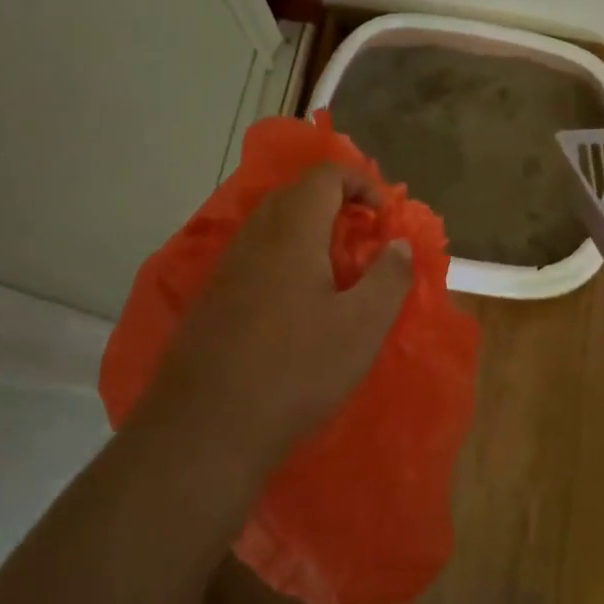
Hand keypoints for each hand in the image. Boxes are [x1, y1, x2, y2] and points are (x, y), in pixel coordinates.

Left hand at [144, 164, 413, 473]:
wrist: (205, 429)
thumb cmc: (295, 370)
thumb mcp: (362, 326)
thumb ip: (389, 276)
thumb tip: (398, 243)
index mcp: (292, 230)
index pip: (326, 174)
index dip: (362, 182)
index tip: (384, 218)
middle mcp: (254, 236)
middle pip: (297, 194)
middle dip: (337, 205)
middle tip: (364, 241)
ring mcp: (226, 267)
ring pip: (273, 226)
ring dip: (310, 234)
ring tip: (336, 274)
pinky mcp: (211, 298)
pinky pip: (255, 256)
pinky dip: (285, 259)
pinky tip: (297, 306)